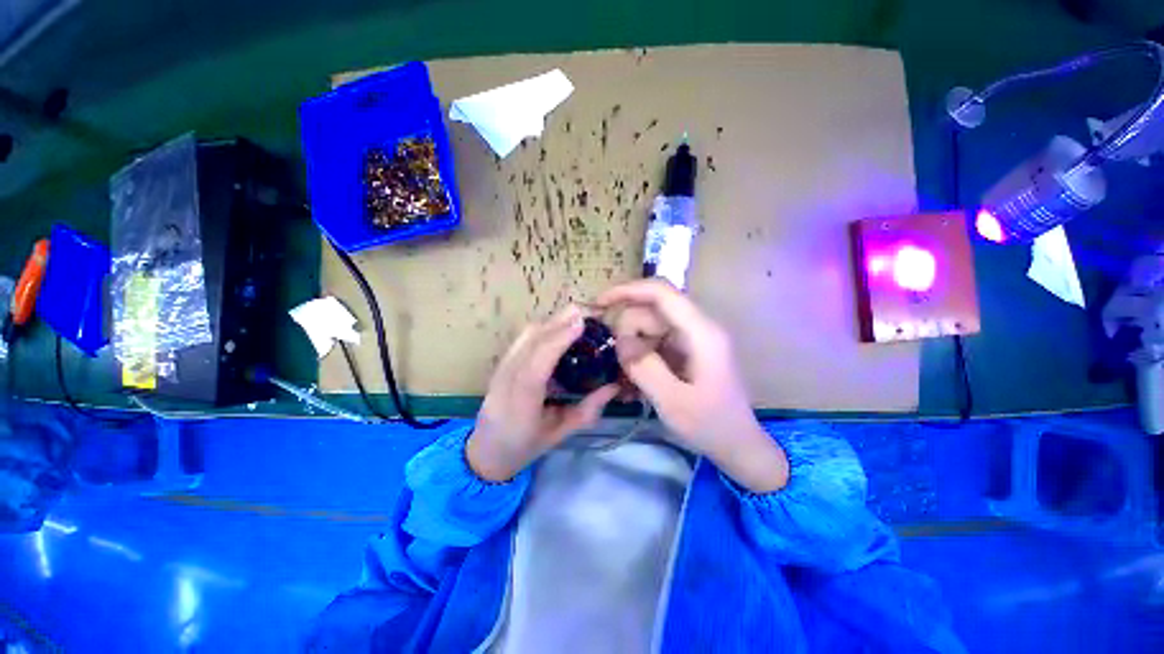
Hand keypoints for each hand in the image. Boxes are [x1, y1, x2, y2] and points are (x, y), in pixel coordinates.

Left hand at [467, 305, 619, 481]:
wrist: (486, 450)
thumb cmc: (525, 445)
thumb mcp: (560, 433)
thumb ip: (588, 410)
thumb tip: (614, 387)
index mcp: (521, 401)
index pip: (538, 363)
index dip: (559, 339)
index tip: (582, 322)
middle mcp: (507, 378)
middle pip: (531, 340)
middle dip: (559, 321)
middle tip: (588, 311)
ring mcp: (501, 367)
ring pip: (526, 334)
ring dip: (552, 321)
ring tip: (577, 318)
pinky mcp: (501, 362)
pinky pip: (523, 338)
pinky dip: (543, 327)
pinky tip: (559, 328)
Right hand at [598, 280, 788, 492]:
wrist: (738, 445)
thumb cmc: (710, 425)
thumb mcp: (672, 401)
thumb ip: (643, 367)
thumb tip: (621, 340)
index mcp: (701, 332)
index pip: (661, 292)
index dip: (627, 290)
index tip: (599, 303)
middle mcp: (698, 327)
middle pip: (652, 309)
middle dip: (628, 329)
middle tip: (619, 362)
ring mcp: (692, 338)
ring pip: (650, 325)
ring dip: (632, 345)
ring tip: (627, 376)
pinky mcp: (687, 350)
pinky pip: (655, 341)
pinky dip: (641, 354)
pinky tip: (634, 379)